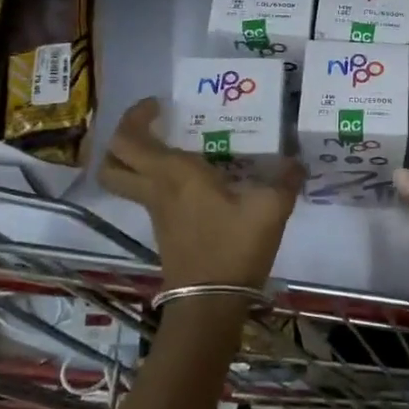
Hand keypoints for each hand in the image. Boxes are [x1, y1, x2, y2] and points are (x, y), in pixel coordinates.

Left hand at [97, 97, 303, 290]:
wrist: (211, 303)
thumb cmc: (234, 247)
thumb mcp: (270, 208)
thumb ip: (285, 180)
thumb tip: (297, 162)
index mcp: (174, 174)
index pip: (129, 139)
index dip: (134, 116)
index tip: (159, 105)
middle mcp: (156, 190)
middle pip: (112, 161)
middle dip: (123, 138)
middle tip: (152, 126)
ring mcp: (156, 213)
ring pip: (126, 181)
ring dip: (136, 160)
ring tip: (172, 147)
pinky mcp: (165, 231)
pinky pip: (149, 196)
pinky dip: (158, 182)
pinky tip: (195, 181)